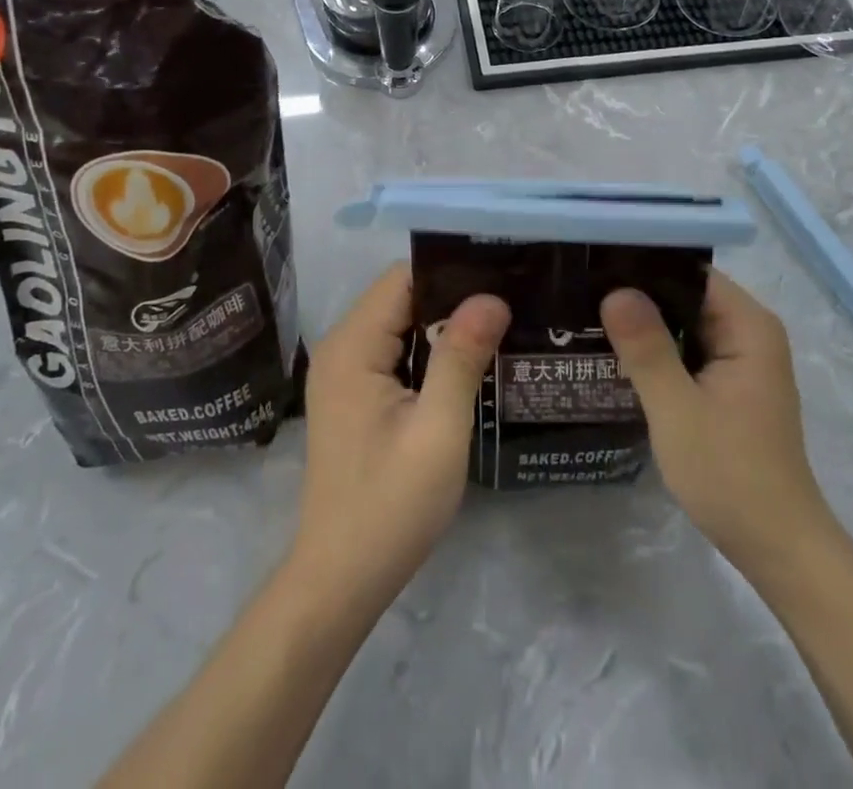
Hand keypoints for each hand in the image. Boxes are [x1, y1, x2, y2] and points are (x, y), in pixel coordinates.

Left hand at [292, 264, 509, 609]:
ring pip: (401, 323)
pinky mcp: (353, 394)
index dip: (452, 272)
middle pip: (402, 296)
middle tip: (512, 303)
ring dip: (444, 325)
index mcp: (353, 345)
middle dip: (454, 297)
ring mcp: (344, 372)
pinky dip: (429, 351)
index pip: (403, 278)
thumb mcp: (438, 431)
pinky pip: (395, 351)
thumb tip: (491, 296)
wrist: (341, 579)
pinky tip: (468, 362)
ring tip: (500, 326)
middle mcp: (341, 346)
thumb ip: (461, 357)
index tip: (502, 276)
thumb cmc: (390, 506)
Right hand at [601, 271, 833, 575]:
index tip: (596, 265)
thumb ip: (646, 347)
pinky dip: (657, 350)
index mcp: (748, 326)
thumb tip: (615, 290)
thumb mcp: (677, 409)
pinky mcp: (730, 385)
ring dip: (644, 324)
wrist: (778, 549)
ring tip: (586, 315)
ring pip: (684, 323)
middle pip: (686, 295)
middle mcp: (750, 333)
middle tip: (580, 292)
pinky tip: (616, 354)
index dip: (644, 265)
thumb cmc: (730, 475)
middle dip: (638, 294)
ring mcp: (741, 360)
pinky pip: (688, 350)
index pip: (690, 272)